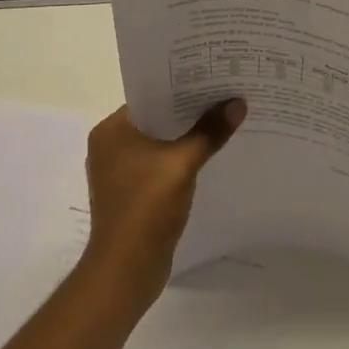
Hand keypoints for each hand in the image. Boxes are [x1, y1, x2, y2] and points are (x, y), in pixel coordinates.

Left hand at [82, 99, 244, 300]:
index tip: (211, 77)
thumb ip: (209, 131)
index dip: (180, 86)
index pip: (150, 96)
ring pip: (159, 142)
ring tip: (221, 120)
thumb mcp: (182, 164)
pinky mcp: (131, 193)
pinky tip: (208, 155)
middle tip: (223, 95)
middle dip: (189, 111)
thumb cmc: (146, 208)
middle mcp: (110, 146)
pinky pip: (159, 164)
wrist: (126, 270)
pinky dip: (180, 158)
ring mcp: (119, 172)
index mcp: (111, 131)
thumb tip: (237, 103)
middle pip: (156, 118)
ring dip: (186, 136)